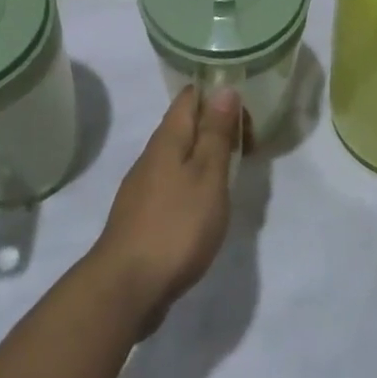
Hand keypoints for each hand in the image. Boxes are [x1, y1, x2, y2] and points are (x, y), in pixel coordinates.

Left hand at [90, 85, 241, 334]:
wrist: (126, 288)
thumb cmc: (176, 226)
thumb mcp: (208, 175)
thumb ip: (216, 133)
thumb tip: (223, 88)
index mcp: (168, 139)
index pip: (191, 96)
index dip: (219, 96)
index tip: (247, 114)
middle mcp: (152, 156)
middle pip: (185, 126)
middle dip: (217, 128)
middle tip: (249, 149)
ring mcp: (143, 187)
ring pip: (179, 157)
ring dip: (206, 158)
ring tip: (233, 176)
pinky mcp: (143, 216)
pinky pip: (173, 184)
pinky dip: (194, 184)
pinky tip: (206, 207)